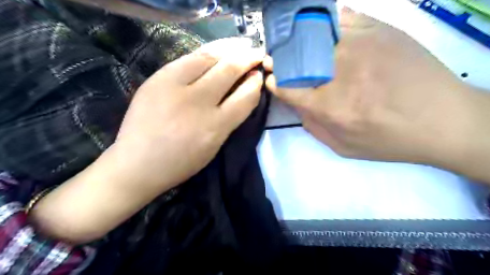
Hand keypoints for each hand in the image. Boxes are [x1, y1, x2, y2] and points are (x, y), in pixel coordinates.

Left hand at [116, 38, 263, 188]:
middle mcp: (197, 103)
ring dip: (229, 49)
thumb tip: (246, 90)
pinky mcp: (157, 78)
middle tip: (257, 53)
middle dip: (248, 58)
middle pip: (229, 70)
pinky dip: (207, 51)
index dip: (256, 83)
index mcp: (215, 127)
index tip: (260, 75)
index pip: (245, 97)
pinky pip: (189, 57)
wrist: (137, 163)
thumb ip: (231, 117)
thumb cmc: (182, 161)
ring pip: (209, 57)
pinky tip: (217, 49)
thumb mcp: (214, 145)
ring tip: (241, 45)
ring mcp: (174, 87)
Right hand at [266, 8, 489, 177]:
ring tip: (298, 45)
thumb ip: (313, 126)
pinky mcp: (379, 30)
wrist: (442, 120)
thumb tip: (296, 103)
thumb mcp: (343, 147)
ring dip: (300, 40)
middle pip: (297, 58)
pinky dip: (326, 22)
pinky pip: (342, 17)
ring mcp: (360, 47)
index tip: (271, 78)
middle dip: (283, 60)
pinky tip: (324, 31)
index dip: (274, 81)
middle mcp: (340, 74)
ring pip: (315, 34)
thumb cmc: (389, 141)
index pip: (287, 87)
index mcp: (330, 107)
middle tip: (281, 61)